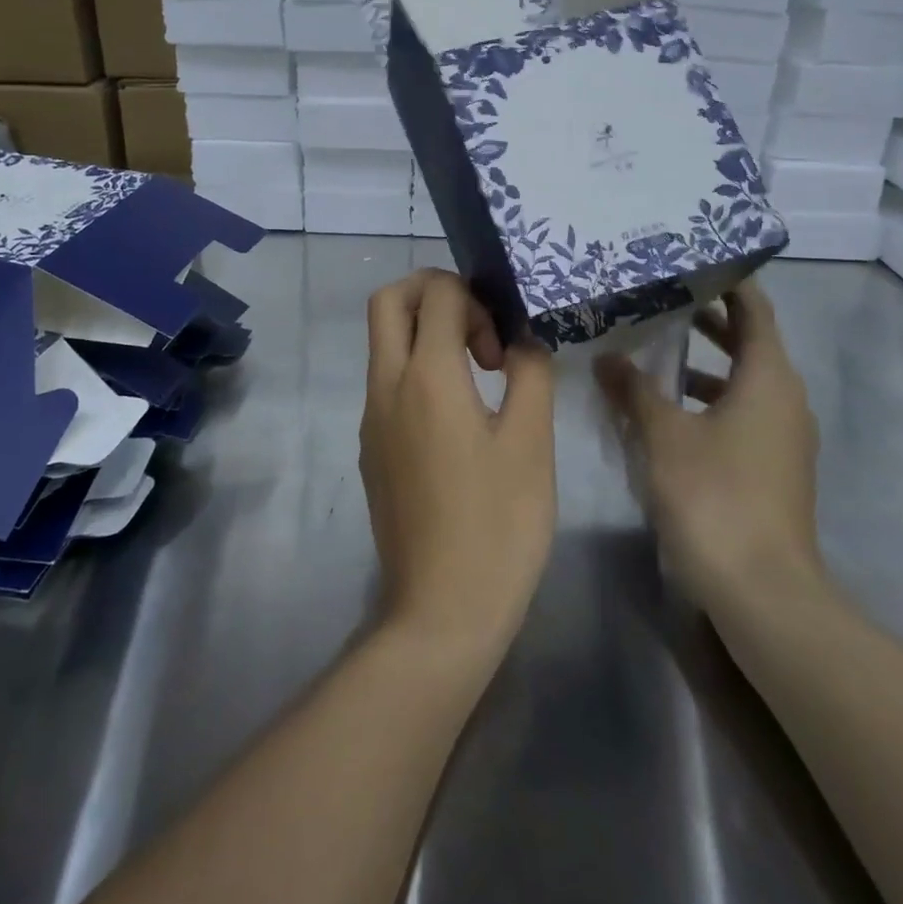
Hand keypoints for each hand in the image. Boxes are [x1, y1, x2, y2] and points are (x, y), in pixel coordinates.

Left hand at [360, 269, 555, 664]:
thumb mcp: (532, 443)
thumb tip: (522, 340)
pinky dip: (416, 370)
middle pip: (388, 301)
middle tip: (477, 331)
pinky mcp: (370, 447)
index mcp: (426, 376)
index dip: (475, 299)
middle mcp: (386, 385)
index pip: (436, 293)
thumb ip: (530, 374)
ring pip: (383, 341)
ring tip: (478, 377)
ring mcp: (371, 418)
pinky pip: (386, 382)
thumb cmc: (498, 524)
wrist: (440, 610)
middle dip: (432, 293)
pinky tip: (457, 418)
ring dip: (424, 334)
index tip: (502, 348)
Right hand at [596, 280, 822, 614]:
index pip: (754, 310)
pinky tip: (667, 412)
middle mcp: (784, 399)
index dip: (728, 282)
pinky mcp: (773, 467)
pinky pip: (741, 413)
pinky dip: (709, 399)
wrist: (763, 592)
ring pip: (744, 382)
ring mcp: (783, 437)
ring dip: (705, 364)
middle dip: (709, 320)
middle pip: (750, 343)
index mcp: (768, 378)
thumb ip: (634, 390)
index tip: (692, 260)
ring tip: (655, 351)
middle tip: (662, 298)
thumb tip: (607, 357)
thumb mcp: (664, 435)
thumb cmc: (715, 496)